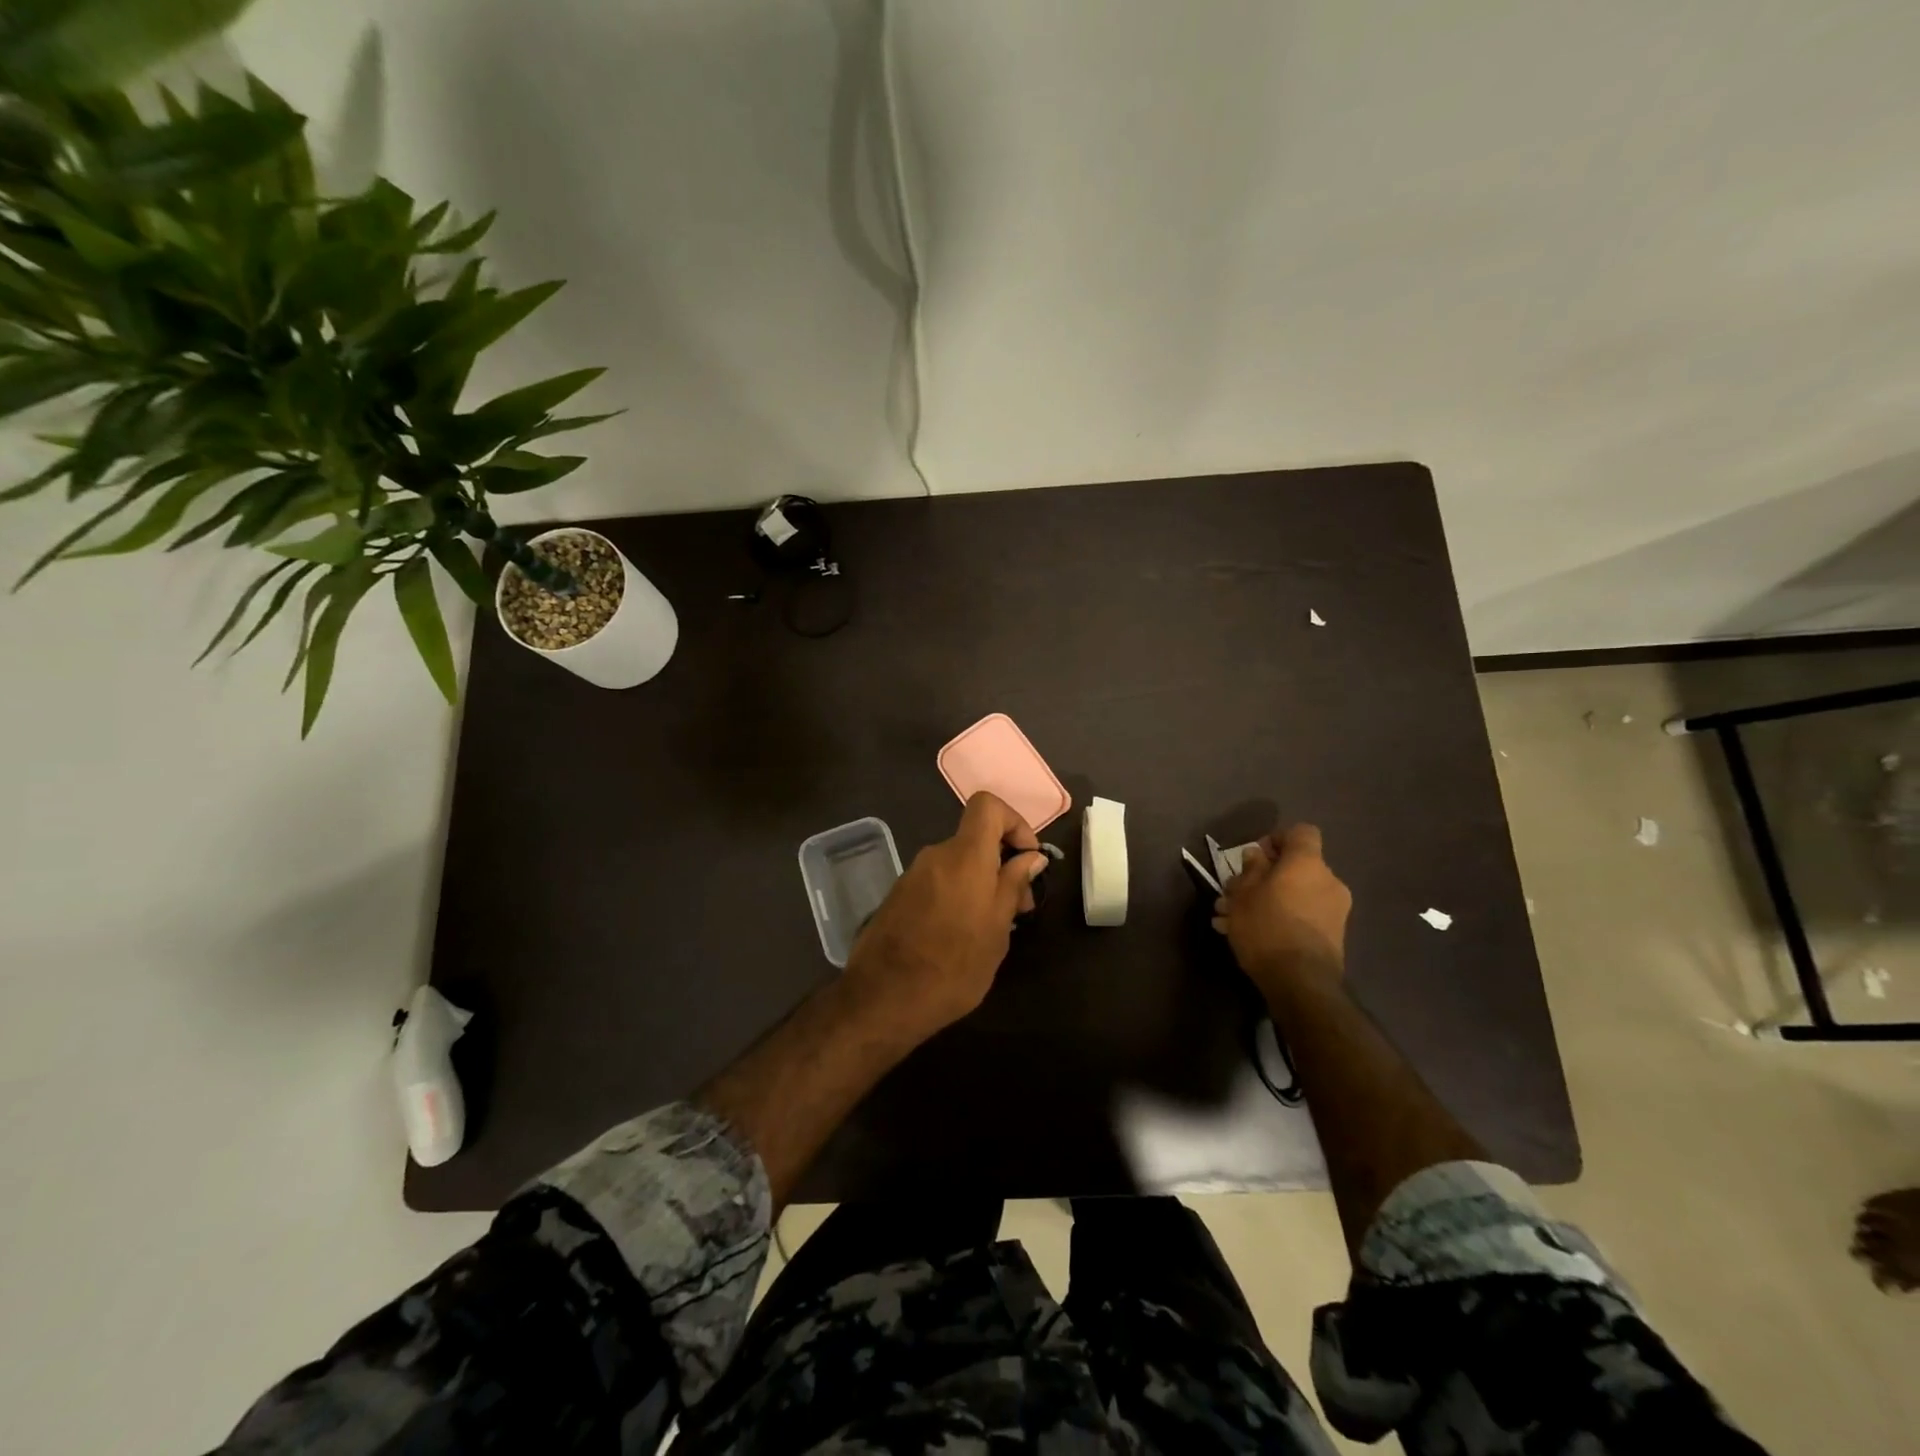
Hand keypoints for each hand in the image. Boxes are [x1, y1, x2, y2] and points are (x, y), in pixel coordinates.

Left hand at [844, 792, 1047, 1041]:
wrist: (883, 999)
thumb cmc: (953, 966)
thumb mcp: (997, 929)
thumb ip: (1014, 885)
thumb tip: (1031, 856)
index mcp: (964, 856)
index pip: (987, 805)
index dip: (1014, 822)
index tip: (1028, 858)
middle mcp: (936, 855)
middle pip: (975, 839)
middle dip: (1003, 863)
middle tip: (1020, 908)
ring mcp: (913, 875)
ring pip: (958, 863)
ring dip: (981, 883)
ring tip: (993, 928)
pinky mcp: (899, 895)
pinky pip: (938, 881)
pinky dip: (958, 894)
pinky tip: (962, 934)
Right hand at [1213, 823, 1351, 1002]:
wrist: (1300, 982)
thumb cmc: (1266, 926)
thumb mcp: (1244, 894)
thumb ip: (1250, 869)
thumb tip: (1256, 855)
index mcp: (1307, 863)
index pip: (1301, 832)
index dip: (1277, 838)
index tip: (1255, 856)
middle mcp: (1328, 881)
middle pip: (1294, 867)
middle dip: (1262, 877)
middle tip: (1232, 894)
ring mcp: (1334, 910)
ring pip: (1293, 894)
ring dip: (1265, 900)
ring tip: (1230, 919)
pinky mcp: (1332, 935)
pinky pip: (1301, 915)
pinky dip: (1278, 918)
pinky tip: (1248, 935)